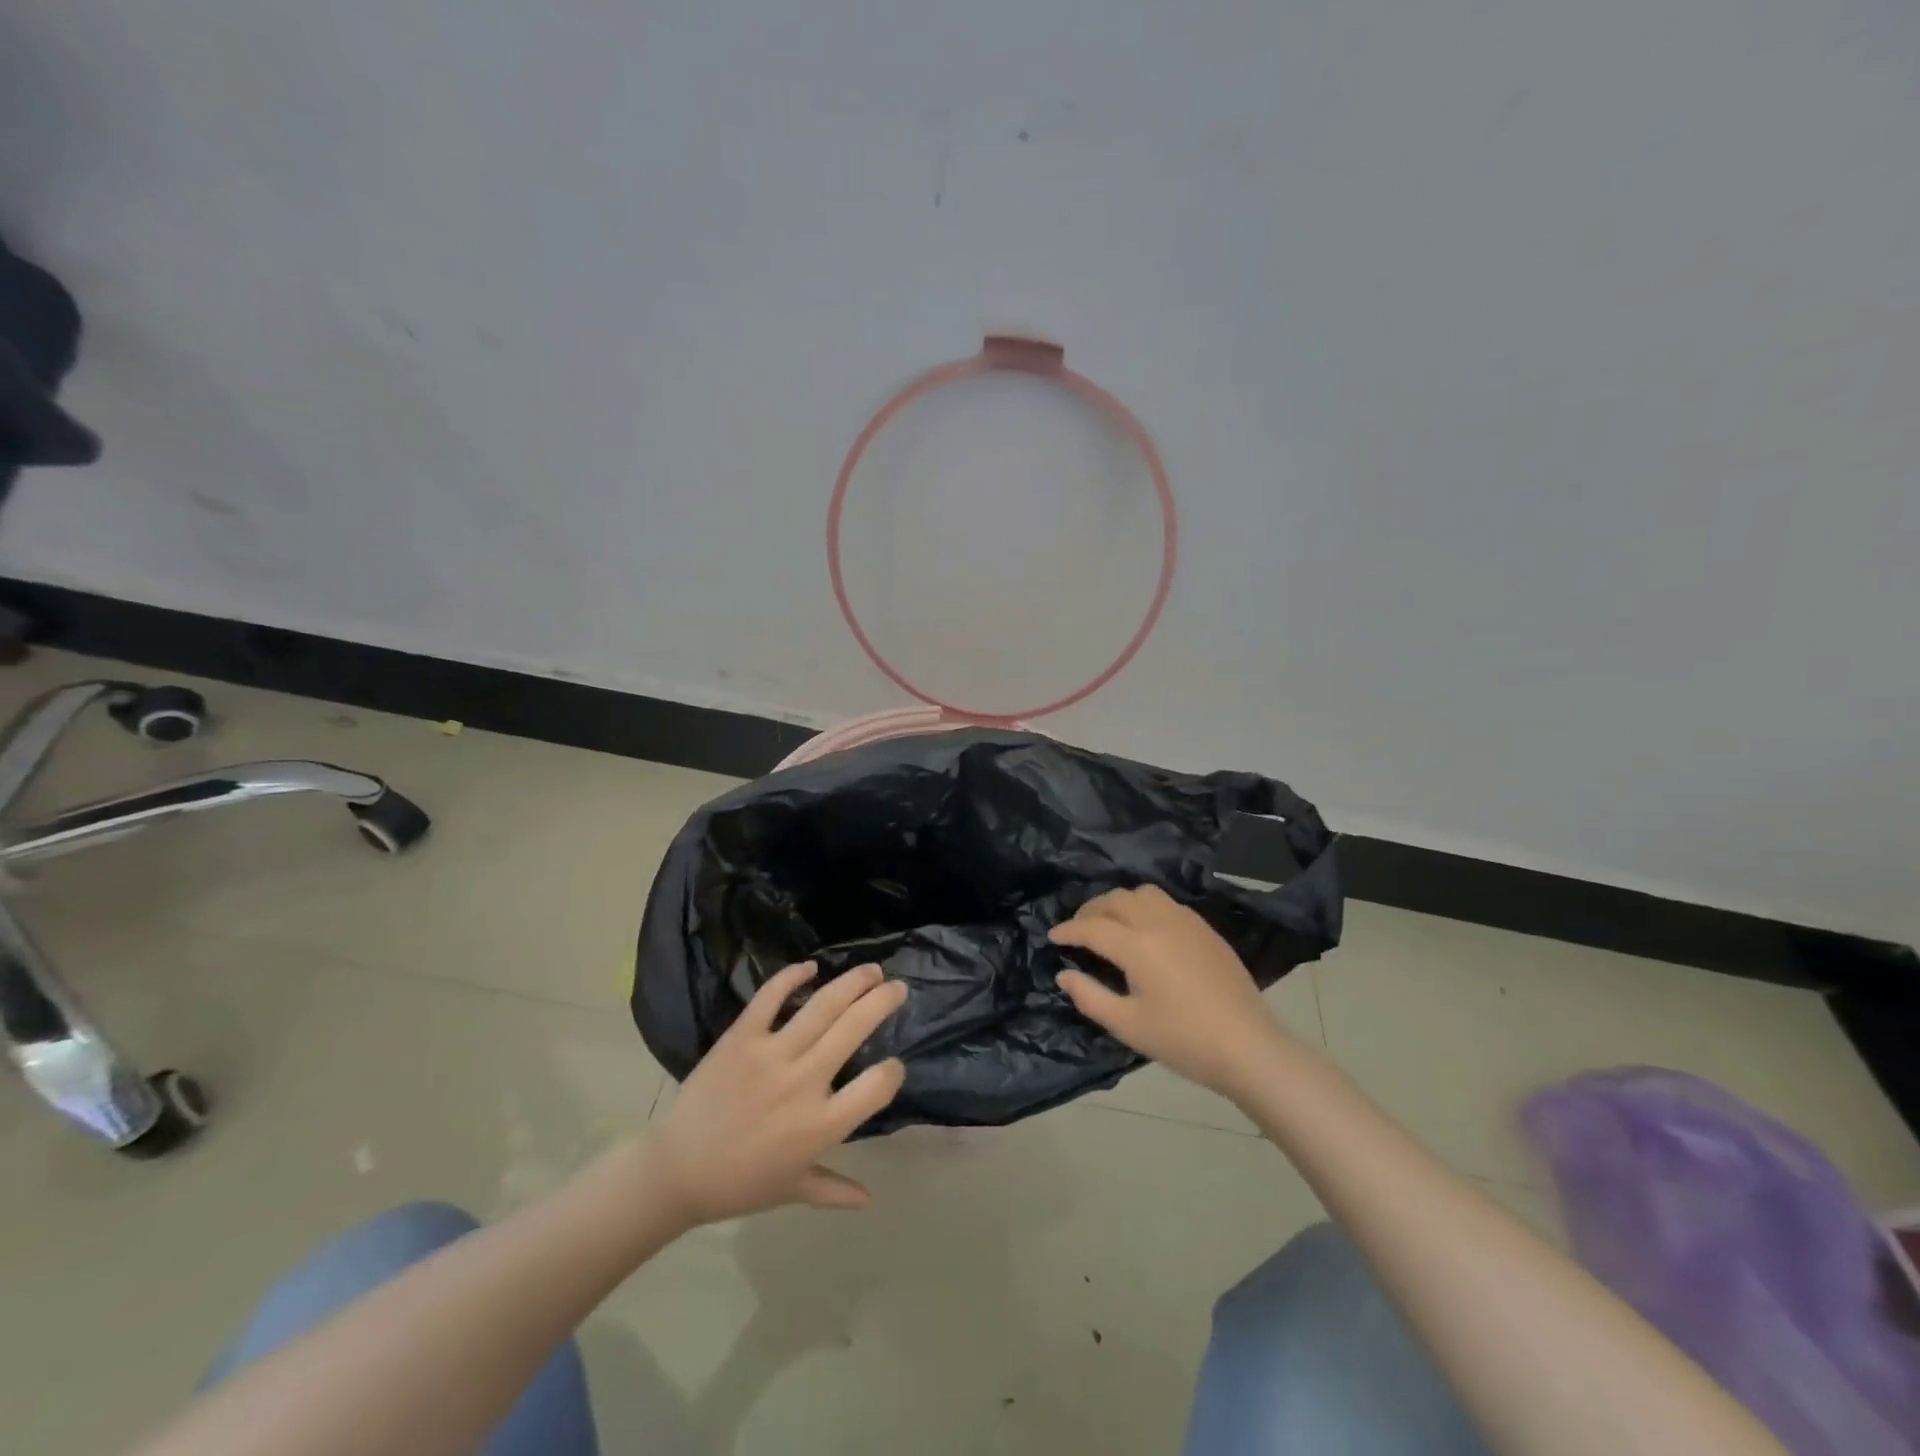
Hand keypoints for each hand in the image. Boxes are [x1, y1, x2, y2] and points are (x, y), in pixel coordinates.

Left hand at [648, 961, 906, 1226]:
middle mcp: (803, 1083)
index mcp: (820, 1126)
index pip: (876, 1087)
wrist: (676, 1172)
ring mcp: (771, 1055)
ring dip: (852, 983)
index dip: (892, 1072)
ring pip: (822, 1006)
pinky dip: (792, 977)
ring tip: (872, 970)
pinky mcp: (741, 1037)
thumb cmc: (739, 1184)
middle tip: (898, 988)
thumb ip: (834, 1189)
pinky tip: (811, 967)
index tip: (894, 1065)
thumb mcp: (792, 1190)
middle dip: (882, 1003)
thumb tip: (870, 1198)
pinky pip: (770, 997)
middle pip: (854, 1029)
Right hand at [1050, 884, 1290, 1098]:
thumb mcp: (1128, 1026)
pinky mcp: (1206, 930)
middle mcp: (1159, 923)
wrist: (1248, 1047)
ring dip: (1120, 902)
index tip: (1053, 937)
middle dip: (1091, 910)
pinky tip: (1146, 930)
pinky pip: (1168, 903)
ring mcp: (1187, 923)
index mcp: (1137, 946)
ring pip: (1144, 893)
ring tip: (1111, 923)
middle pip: (1117, 900)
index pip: (1092, 927)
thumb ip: (1090, 997)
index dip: (1068, 930)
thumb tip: (1063, 975)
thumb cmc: (1184, 1041)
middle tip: (1078, 929)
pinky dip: (1146, 907)